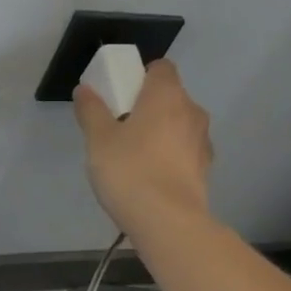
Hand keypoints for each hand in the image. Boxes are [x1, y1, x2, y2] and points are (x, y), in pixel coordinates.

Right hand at [74, 59, 213, 236]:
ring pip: (179, 125)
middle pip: (170, 97)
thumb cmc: (130, 171)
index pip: (161, 68)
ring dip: (160, 132)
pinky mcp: (206, 170)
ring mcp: (203, 142)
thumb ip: (91, 110)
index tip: (121, 95)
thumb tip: (84, 89)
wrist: (168, 222)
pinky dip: (169, 155)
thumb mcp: (98, 139)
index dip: (141, 75)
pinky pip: (184, 150)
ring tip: (134, 155)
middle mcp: (192, 112)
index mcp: (167, 96)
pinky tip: (150, 176)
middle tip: (120, 126)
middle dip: (148, 106)